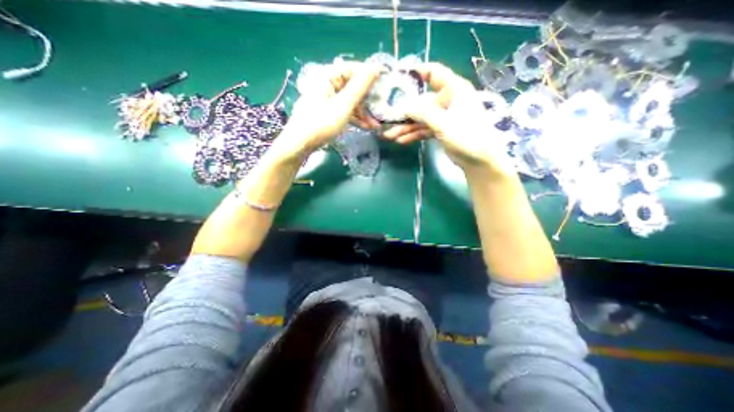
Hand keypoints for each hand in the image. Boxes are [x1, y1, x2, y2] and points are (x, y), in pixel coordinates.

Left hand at [275, 61, 384, 158]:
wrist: (300, 144)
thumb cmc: (321, 123)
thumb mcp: (344, 105)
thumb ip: (360, 87)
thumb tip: (376, 67)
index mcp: (328, 76)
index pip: (353, 68)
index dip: (369, 76)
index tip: (384, 86)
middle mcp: (327, 84)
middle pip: (352, 86)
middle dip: (367, 100)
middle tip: (381, 110)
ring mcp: (326, 98)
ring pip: (350, 101)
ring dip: (363, 113)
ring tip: (376, 126)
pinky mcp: (327, 111)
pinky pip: (344, 110)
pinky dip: (354, 118)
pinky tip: (365, 127)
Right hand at [384, 62, 515, 174]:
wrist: (479, 160)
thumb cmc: (467, 137)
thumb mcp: (444, 124)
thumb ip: (423, 113)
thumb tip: (404, 106)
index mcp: (454, 89)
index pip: (434, 73)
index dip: (417, 72)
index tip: (398, 77)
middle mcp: (447, 100)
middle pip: (421, 102)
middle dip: (404, 113)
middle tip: (388, 120)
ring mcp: (443, 116)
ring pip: (421, 118)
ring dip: (406, 127)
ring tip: (389, 136)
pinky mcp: (441, 130)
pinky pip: (424, 129)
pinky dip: (414, 134)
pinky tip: (401, 141)